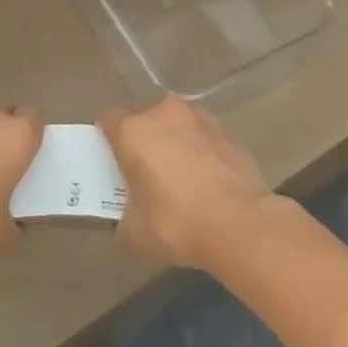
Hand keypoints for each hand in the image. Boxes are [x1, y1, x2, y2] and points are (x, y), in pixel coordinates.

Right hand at [99, 96, 281, 271]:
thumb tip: (125, 220)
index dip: (105, 137)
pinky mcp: (227, 130)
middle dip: (140, 138)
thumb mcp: (134, 233)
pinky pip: (201, 133)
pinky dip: (198, 147)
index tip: (110, 159)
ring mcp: (199, 118)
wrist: (241, 224)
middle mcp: (164, 113)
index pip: (108, 119)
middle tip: (143, 169)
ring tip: (178, 172)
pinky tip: (204, 176)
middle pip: (143, 117)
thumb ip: (122, 218)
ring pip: (174, 122)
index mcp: (134, 131)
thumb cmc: (178, 223)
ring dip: (171, 139)